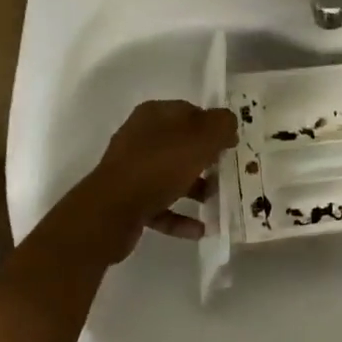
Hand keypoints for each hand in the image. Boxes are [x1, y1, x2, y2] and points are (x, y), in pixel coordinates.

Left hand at [65, 100, 237, 260]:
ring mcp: (131, 170)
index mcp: (154, 115)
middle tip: (225, 171)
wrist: (110, 212)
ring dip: (195, 188)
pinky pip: (160, 205)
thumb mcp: (200, 138)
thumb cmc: (159, 166)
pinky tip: (200, 229)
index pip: (190, 112)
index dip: (213, 125)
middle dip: (205, 158)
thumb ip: (221, 125)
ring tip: (216, 201)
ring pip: (170, 175)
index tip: (231, 143)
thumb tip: (228, 122)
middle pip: (180, 144)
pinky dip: (180, 216)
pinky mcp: (127, 200)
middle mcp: (140, 138)